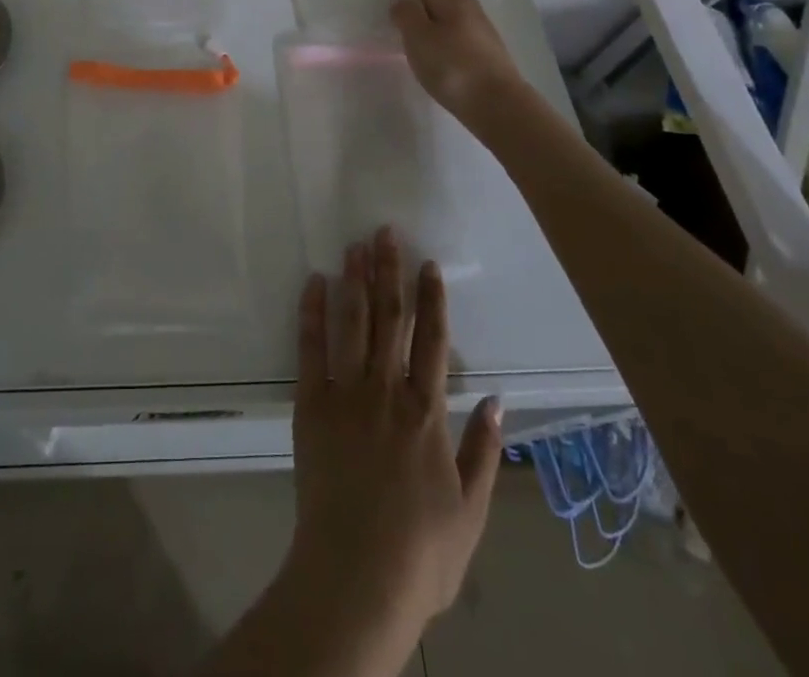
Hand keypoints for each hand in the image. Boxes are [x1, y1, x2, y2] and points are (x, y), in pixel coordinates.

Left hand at [287, 228, 501, 636]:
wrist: (356, 576)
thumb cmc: (421, 553)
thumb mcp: (471, 510)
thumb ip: (483, 451)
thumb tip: (498, 400)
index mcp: (427, 413)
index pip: (432, 341)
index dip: (432, 300)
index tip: (429, 264)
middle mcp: (386, 391)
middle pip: (389, 319)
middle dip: (388, 272)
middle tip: (385, 231)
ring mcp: (345, 394)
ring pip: (352, 323)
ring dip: (354, 280)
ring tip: (354, 245)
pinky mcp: (310, 405)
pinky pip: (310, 349)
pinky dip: (312, 313)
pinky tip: (314, 283)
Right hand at [391, 0, 523, 120]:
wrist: (497, 103)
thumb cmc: (452, 67)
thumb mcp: (419, 40)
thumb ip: (407, 16)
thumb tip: (402, 1)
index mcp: (450, 0)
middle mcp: (466, 6)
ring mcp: (479, 25)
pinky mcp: (484, 44)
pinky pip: (459, 11)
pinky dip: (445, 4)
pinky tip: (442, 15)